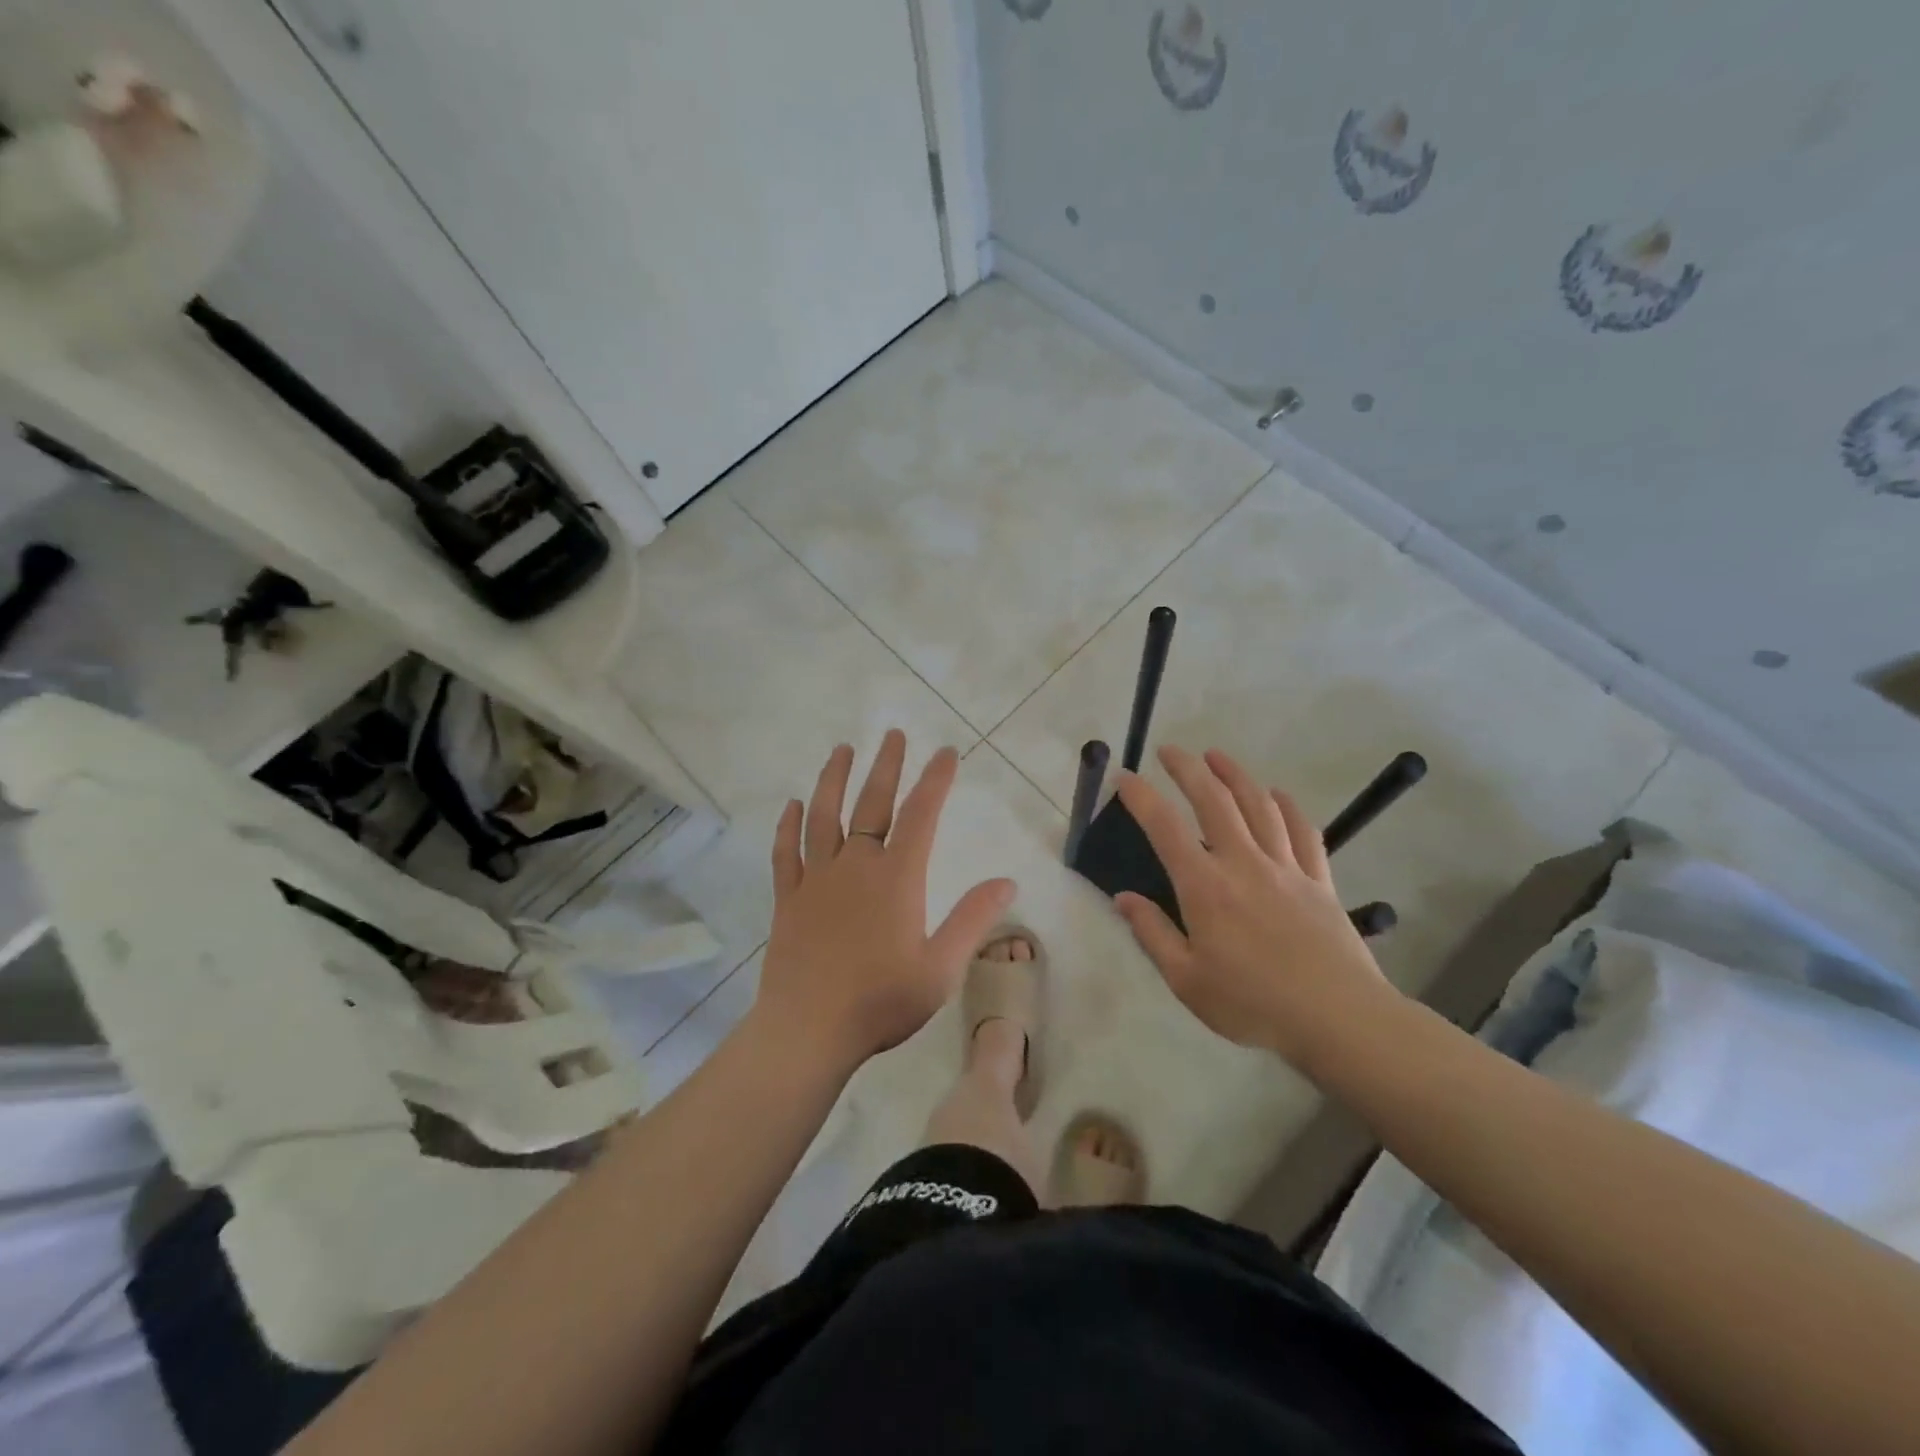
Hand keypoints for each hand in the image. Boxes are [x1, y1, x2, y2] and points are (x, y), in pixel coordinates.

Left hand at [753, 730, 1015, 1074]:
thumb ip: (972, 919)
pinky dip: (788, 826)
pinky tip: (793, 805)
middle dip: (885, 767)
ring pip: (823, 816)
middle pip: (871, 804)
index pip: (920, 816)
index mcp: (896, 879)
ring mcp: (816, 880)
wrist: (807, 1031)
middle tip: (893, 734)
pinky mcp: (788, 899)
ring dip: (833, 780)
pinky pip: (786, 852)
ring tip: (841, 751)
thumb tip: (1006, 881)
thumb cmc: (880, 1002)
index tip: (946, 753)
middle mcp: (855, 866)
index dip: (935, 781)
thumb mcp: (941, 967)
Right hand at [1112, 746, 1397, 1071]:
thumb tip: (1123, 899)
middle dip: (1188, 769)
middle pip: (1214, 801)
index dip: (1141, 797)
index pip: (1165, 828)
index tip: (1124, 776)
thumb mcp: (1186, 980)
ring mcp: (1286, 868)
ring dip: (1235, 775)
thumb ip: (1152, 934)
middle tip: (1170, 750)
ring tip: (1216, 756)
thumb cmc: (1252, 1003)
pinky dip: (1288, 806)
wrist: (1337, 1019)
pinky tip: (1278, 795)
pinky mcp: (1319, 880)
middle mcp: (1243, 864)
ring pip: (1259, 806)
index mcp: (1205, 887)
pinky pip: (1303, 831)